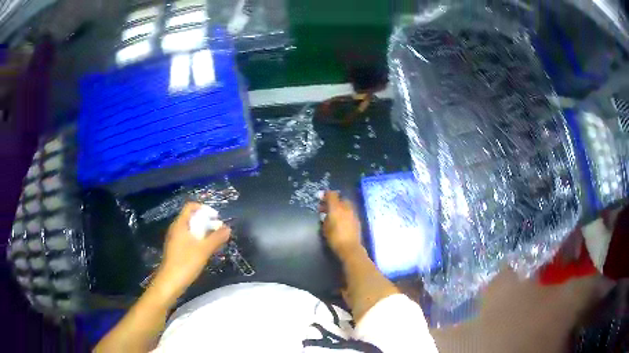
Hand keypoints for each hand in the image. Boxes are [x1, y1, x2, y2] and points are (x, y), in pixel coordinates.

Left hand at [154, 203, 230, 297]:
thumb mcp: (204, 250)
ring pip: (190, 229)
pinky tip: (205, 251)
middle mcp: (176, 229)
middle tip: (219, 230)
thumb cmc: (186, 262)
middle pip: (191, 217)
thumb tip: (228, 228)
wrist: (170, 282)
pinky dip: (198, 240)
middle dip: (206, 221)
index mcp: (180, 224)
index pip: (191, 207)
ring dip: (203, 232)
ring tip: (215, 241)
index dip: (204, 208)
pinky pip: (188, 238)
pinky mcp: (176, 249)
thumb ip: (216, 238)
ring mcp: (174, 239)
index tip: (216, 217)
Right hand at [320, 191, 362, 258]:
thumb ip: (325, 218)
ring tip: (334, 214)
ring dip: (340, 206)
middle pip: (340, 198)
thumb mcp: (325, 228)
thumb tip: (325, 214)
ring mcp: (353, 213)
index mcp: (336, 208)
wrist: (350, 248)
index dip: (325, 194)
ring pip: (346, 204)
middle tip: (327, 207)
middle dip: (333, 200)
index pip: (331, 195)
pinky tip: (341, 219)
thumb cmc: (334, 238)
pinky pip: (350, 211)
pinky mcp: (357, 219)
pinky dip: (345, 212)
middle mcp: (346, 208)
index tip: (320, 197)